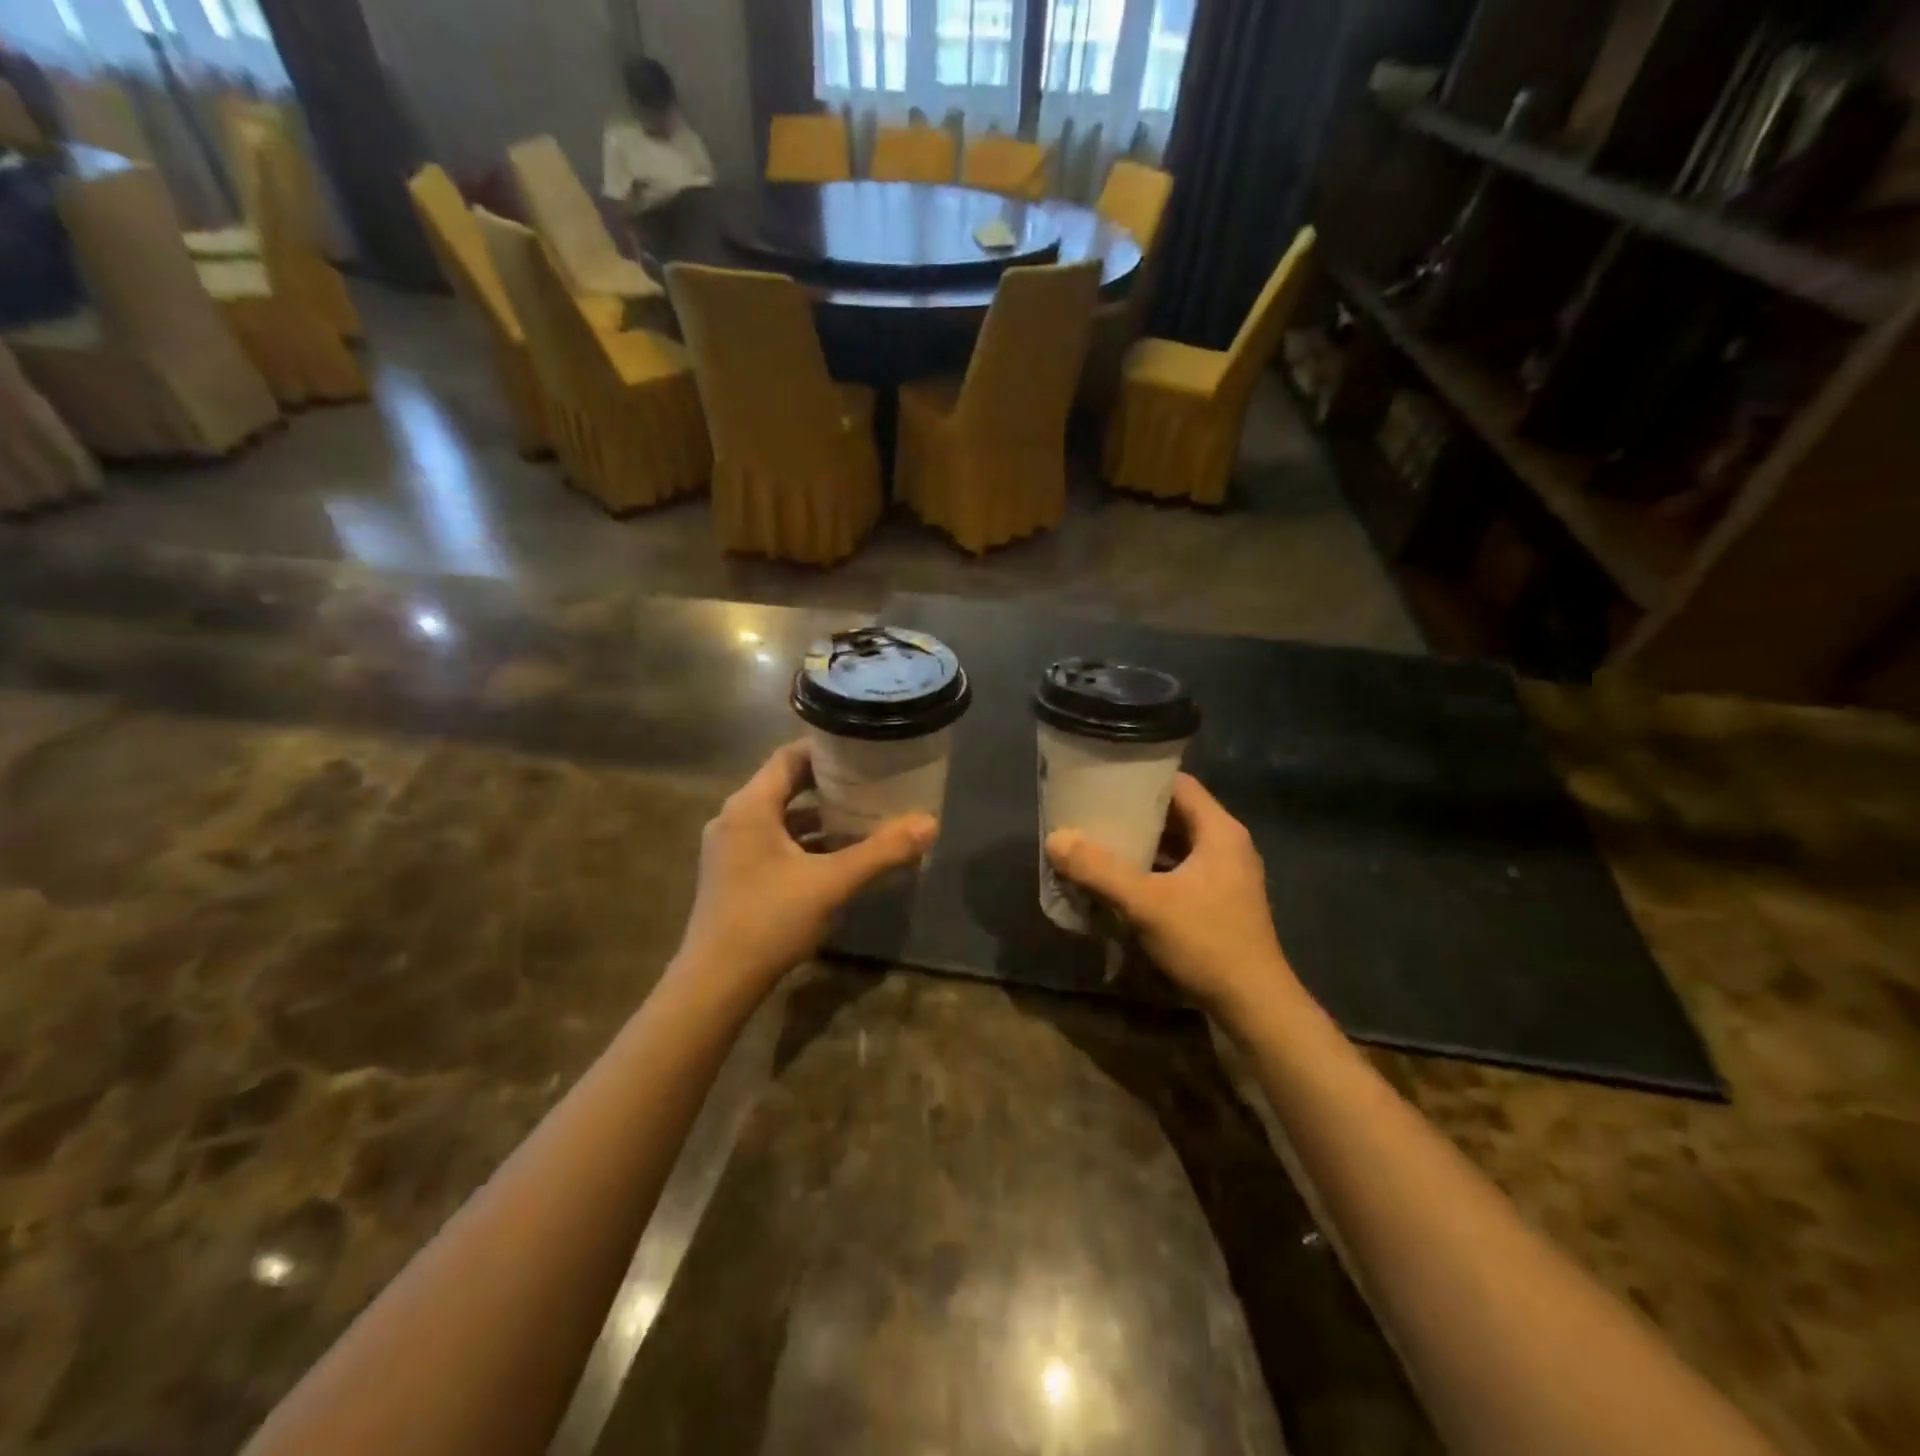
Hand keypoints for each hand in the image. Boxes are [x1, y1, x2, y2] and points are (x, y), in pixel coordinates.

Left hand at [674, 742, 936, 1003]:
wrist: (715, 984)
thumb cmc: (769, 920)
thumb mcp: (832, 883)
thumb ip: (882, 852)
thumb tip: (930, 823)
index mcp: (750, 806)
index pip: (789, 756)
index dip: (827, 749)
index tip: (864, 750)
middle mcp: (734, 818)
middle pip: (785, 785)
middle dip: (829, 784)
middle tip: (872, 783)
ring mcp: (729, 848)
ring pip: (780, 818)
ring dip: (818, 817)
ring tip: (862, 817)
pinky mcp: (732, 874)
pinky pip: (773, 843)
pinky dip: (803, 843)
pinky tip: (836, 858)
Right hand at [1046, 774, 1297, 1024]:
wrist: (1254, 1006)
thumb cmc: (1206, 942)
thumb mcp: (1145, 903)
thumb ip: (1099, 870)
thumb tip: (1056, 839)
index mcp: (1220, 831)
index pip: (1178, 784)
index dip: (1141, 778)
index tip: (1104, 780)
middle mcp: (1227, 845)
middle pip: (1175, 814)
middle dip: (1134, 814)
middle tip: (1093, 813)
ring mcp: (1226, 875)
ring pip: (1176, 846)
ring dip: (1141, 845)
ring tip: (1099, 844)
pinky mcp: (1220, 902)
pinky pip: (1180, 871)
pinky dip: (1152, 871)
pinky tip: (1121, 882)